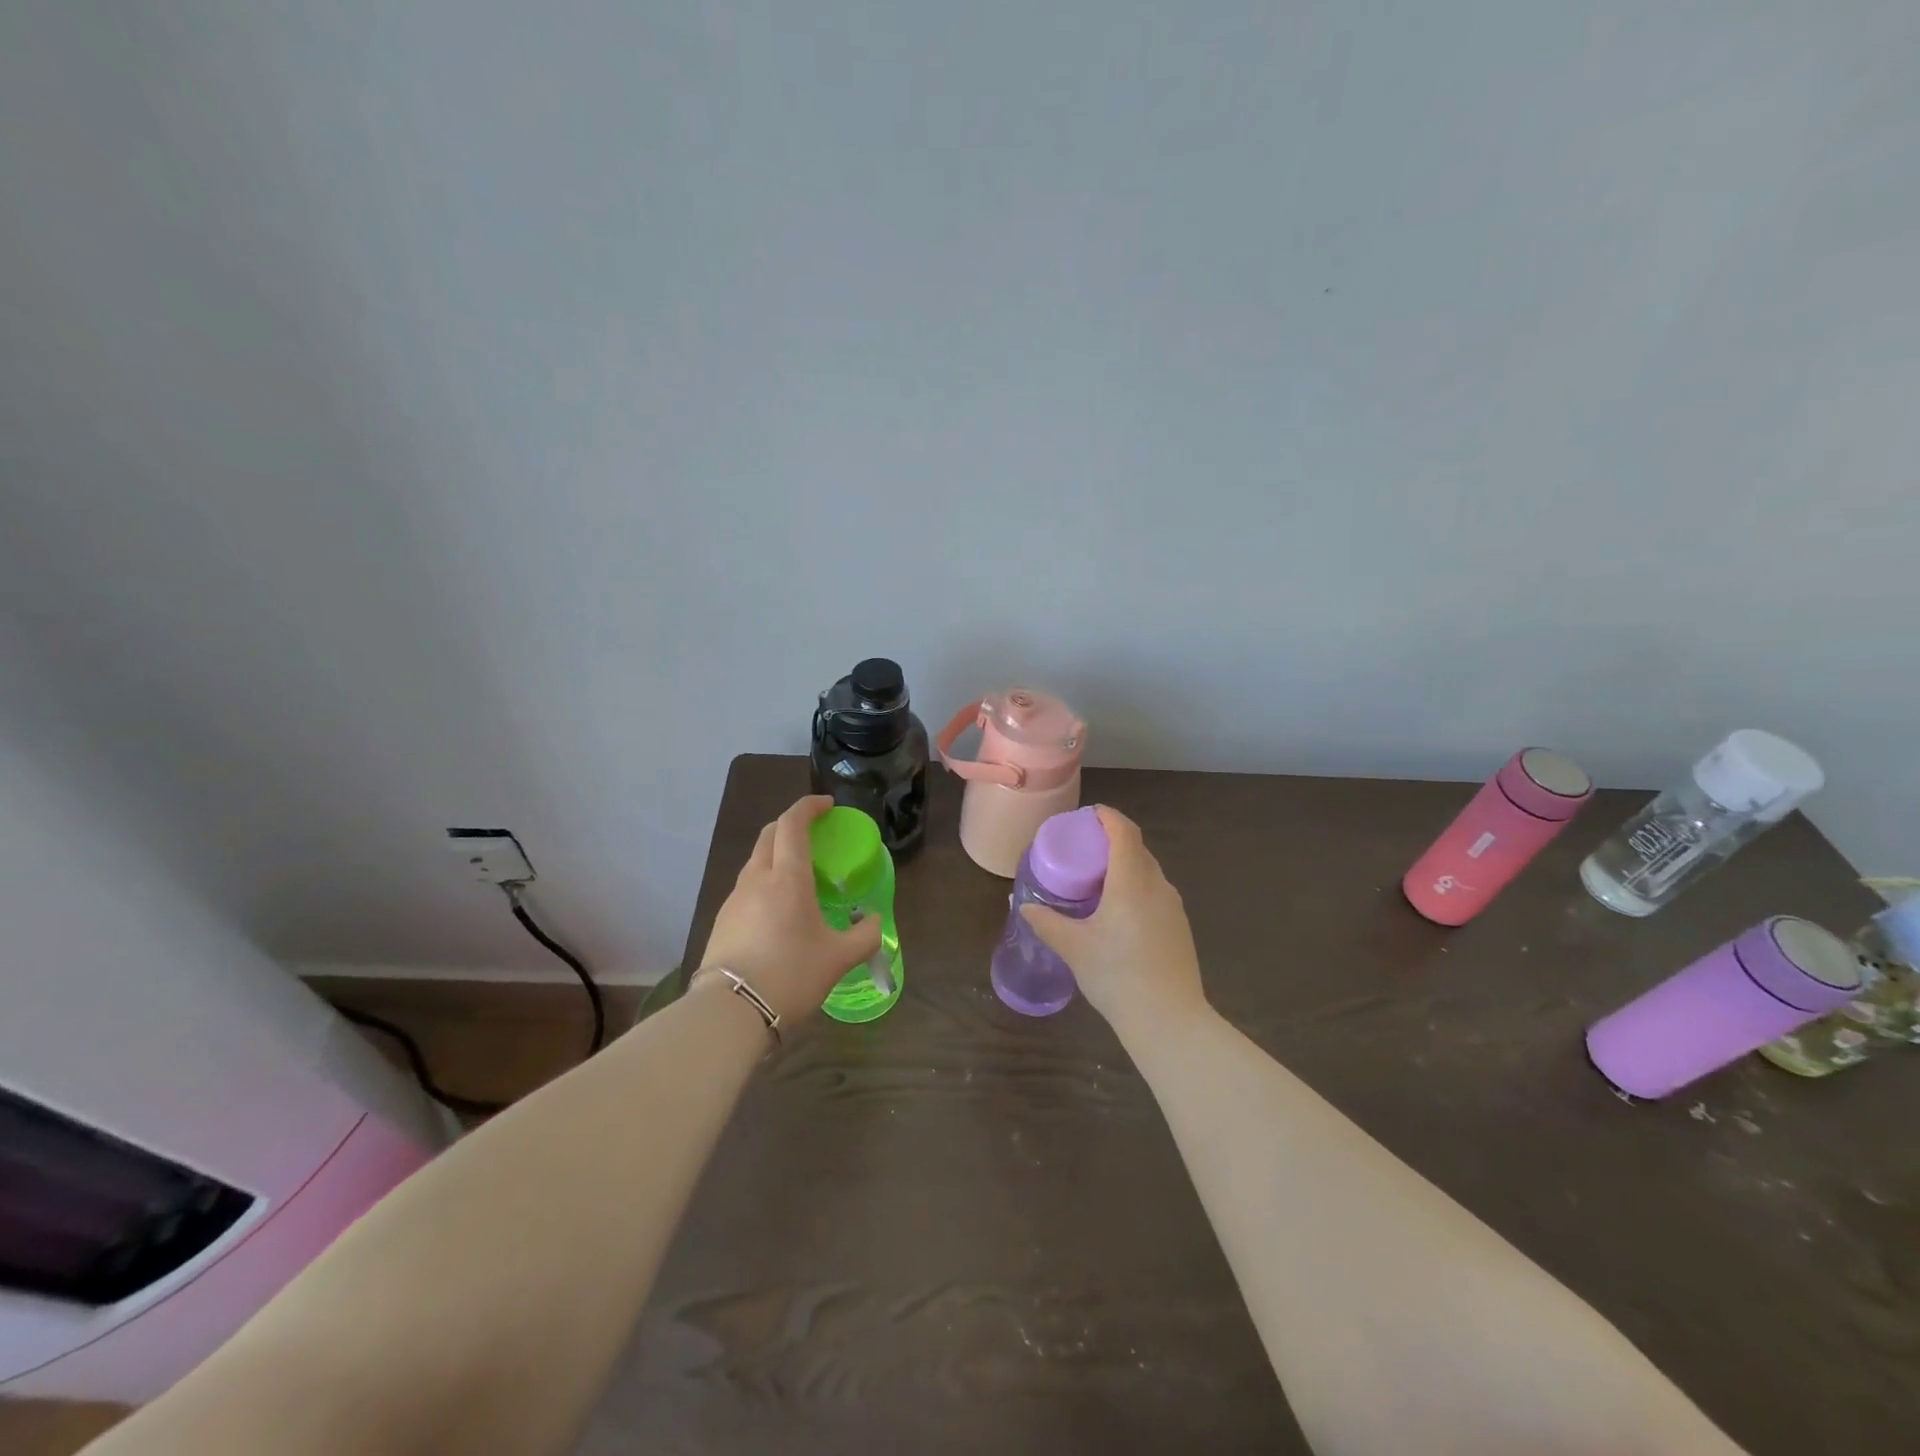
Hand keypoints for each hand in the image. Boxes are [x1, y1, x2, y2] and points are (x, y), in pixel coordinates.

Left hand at [697, 795, 883, 1024]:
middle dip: (792, 824)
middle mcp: (757, 878)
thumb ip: (864, 935)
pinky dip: (765, 881)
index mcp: (787, 877)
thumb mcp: (839, 958)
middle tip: (815, 834)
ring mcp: (734, 899)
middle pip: (769, 834)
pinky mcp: (722, 921)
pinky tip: (777, 909)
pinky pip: (746, 886)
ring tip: (799, 875)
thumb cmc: (790, 975)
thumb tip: (873, 921)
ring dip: (777, 853)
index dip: (809, 806)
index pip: (793, 822)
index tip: (828, 806)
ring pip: (756, 860)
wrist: (730, 1012)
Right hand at [1021, 806, 1207, 1041]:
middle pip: (1137, 849)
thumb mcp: (1074, 947)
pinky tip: (1120, 912)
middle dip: (1113, 841)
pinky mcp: (1180, 927)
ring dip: (1126, 866)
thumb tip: (1025, 907)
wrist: (1169, 1019)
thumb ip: (1048, 923)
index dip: (1108, 817)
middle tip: (1085, 848)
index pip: (1124, 832)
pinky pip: (1156, 893)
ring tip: (1099, 880)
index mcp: (1131, 881)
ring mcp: (1173, 907)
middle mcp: (1157, 885)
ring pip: (1149, 872)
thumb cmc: (1117, 975)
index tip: (1090, 815)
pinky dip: (1137, 887)